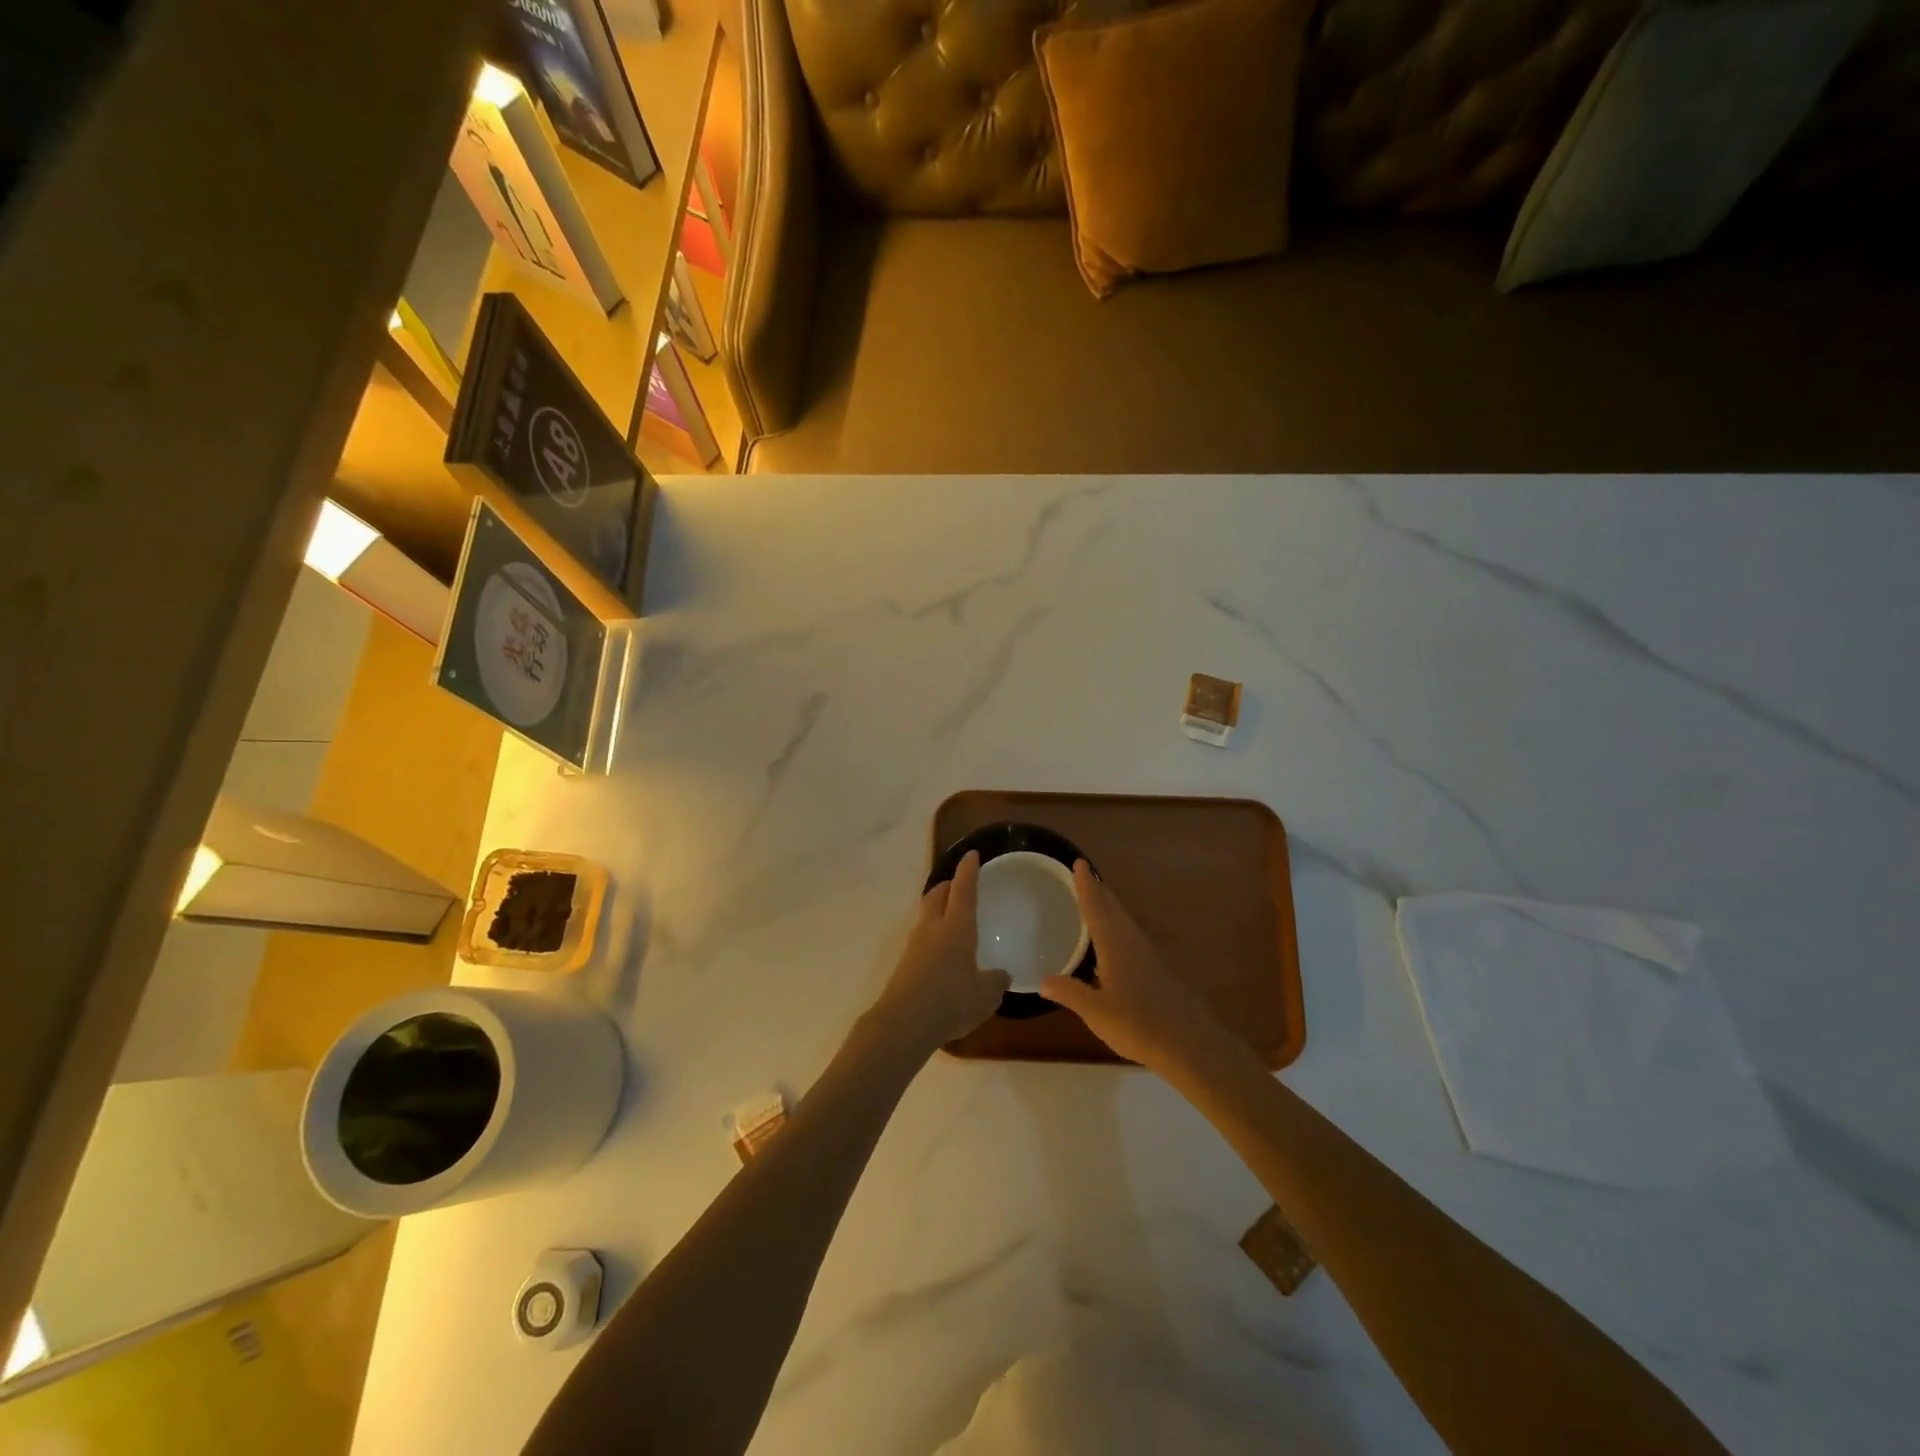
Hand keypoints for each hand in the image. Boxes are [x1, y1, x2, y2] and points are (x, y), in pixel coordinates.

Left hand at [869, 852, 1010, 1054]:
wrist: (904, 1023)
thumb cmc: (951, 1000)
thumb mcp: (985, 995)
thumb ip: (995, 982)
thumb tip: (1002, 975)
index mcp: (956, 927)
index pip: (963, 889)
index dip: (968, 871)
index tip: (971, 855)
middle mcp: (933, 928)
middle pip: (936, 895)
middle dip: (947, 886)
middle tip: (958, 885)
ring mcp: (914, 945)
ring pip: (926, 915)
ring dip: (937, 909)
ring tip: (950, 918)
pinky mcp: (904, 964)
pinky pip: (921, 938)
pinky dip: (931, 935)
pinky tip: (941, 953)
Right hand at [1038, 862, 1227, 1072]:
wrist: (1189, 1043)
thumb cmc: (1138, 1024)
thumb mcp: (1097, 1012)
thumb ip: (1070, 993)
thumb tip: (1043, 980)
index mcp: (1115, 945)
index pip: (1096, 908)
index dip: (1086, 886)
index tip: (1079, 863)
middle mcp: (1132, 942)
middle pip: (1113, 909)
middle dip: (1098, 891)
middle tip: (1084, 875)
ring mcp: (1148, 955)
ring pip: (1124, 921)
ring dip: (1109, 907)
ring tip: (1096, 901)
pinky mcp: (1158, 969)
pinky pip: (1131, 936)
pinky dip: (1118, 927)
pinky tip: (1114, 942)